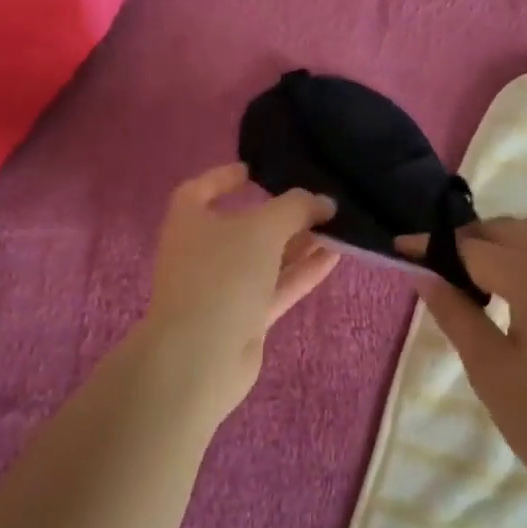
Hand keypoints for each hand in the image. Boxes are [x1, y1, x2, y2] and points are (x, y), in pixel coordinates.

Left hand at [141, 164, 340, 422]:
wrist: (201, 357)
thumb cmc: (222, 275)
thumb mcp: (264, 227)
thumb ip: (297, 207)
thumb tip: (324, 201)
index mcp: (189, 221)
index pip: (202, 189)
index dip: (224, 177)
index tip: (254, 170)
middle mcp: (202, 251)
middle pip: (244, 225)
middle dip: (281, 214)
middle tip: (317, 202)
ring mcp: (222, 288)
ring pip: (266, 258)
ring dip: (299, 243)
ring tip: (337, 226)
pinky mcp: (243, 317)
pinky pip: (277, 286)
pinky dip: (302, 271)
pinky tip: (335, 256)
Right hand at [402, 214, 526, 527]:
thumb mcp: (493, 374)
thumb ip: (457, 316)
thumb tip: (426, 276)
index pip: (473, 247)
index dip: (433, 247)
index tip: (402, 249)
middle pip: (509, 228)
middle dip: (470, 240)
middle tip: (441, 271)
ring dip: (507, 240)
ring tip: (484, 277)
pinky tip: (524, 293)